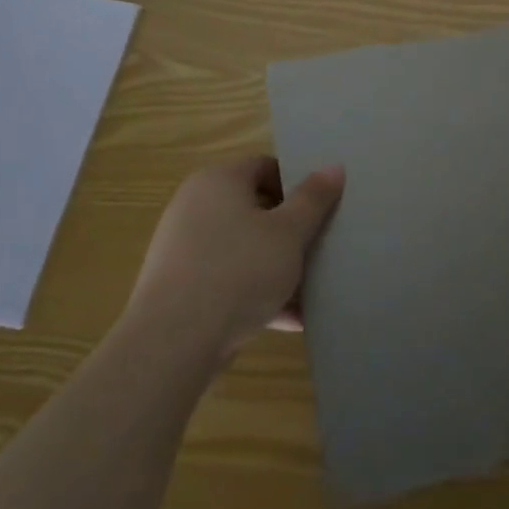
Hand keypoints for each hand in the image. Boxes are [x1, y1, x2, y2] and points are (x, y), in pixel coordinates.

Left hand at [124, 156, 344, 358]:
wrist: (173, 342)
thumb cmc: (238, 271)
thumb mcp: (289, 233)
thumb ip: (313, 199)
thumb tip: (334, 167)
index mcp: (218, 181)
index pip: (265, 167)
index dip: (298, 184)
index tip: (322, 208)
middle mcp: (194, 207)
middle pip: (255, 209)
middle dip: (291, 230)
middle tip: (320, 246)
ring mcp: (184, 249)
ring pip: (244, 248)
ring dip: (277, 266)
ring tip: (311, 288)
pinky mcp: (180, 287)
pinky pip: (228, 279)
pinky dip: (257, 293)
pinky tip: (290, 319)